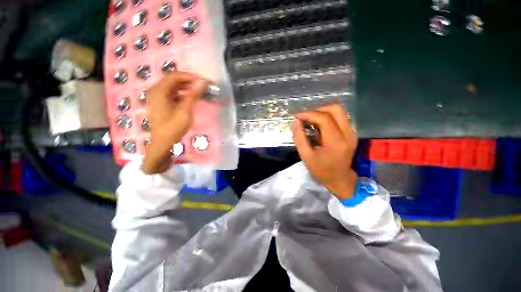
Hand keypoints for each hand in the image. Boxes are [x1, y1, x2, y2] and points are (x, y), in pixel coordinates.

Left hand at [142, 72, 207, 173]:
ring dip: (186, 88)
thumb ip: (194, 95)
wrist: (163, 143)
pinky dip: (182, 94)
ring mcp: (157, 98)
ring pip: (173, 87)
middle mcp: (156, 91)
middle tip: (203, 87)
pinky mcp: (160, 104)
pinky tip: (190, 99)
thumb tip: (203, 82)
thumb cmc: (174, 127)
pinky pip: (172, 94)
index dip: (191, 77)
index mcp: (159, 90)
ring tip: (199, 92)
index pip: (176, 76)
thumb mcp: (185, 110)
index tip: (204, 82)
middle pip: (174, 80)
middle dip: (189, 82)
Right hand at [293, 104, 357, 199]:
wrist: (340, 179)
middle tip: (306, 118)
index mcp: (336, 142)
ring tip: (312, 120)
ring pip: (339, 111)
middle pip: (335, 109)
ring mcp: (352, 133)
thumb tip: (297, 122)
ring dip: (323, 112)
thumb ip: (299, 138)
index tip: (298, 116)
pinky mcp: (352, 133)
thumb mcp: (305, 156)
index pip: (324, 119)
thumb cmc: (321, 170)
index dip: (309, 114)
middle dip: (318, 110)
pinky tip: (319, 125)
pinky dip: (328, 116)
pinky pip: (340, 117)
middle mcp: (348, 134)